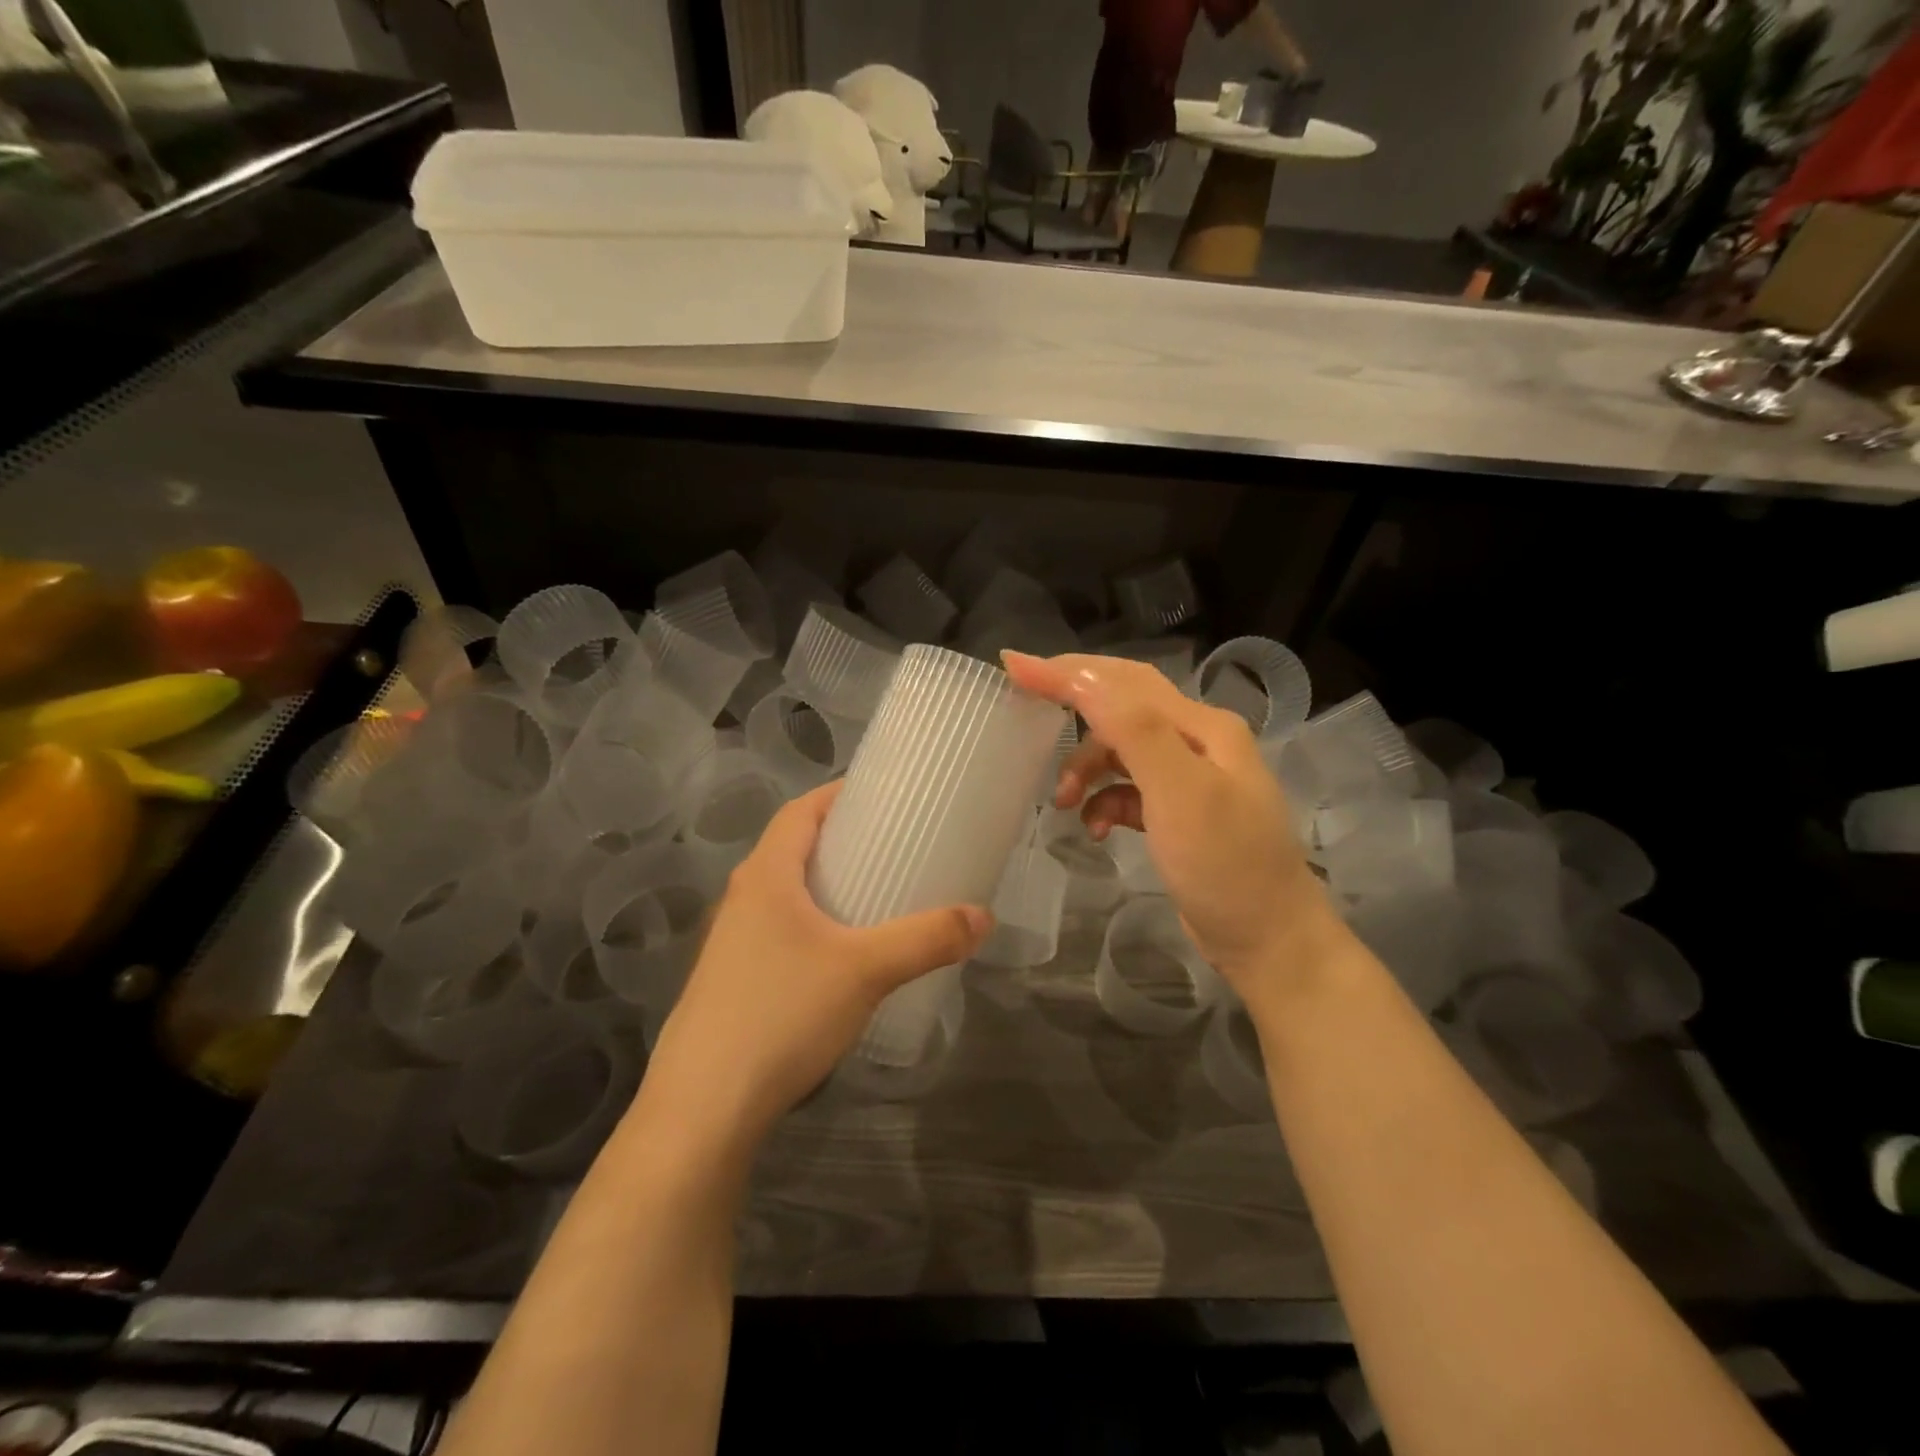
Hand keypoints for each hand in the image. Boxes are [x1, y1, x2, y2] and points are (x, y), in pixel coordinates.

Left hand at [642, 782, 990, 1145]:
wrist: (704, 1108)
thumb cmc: (782, 1014)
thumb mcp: (866, 971)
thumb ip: (926, 939)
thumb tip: (983, 916)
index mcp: (766, 876)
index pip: (800, 812)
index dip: (837, 795)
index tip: (880, 794)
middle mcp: (742, 899)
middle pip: (791, 849)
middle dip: (839, 841)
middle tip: (891, 846)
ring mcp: (729, 944)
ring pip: (783, 895)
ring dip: (823, 886)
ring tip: (874, 897)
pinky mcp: (729, 983)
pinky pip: (777, 933)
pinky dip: (811, 926)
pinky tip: (840, 960)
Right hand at [1003, 651, 1342, 1002]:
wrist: (1269, 942)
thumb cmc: (1226, 865)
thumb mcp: (1181, 793)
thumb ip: (1134, 730)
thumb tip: (1082, 676)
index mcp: (1201, 727)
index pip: (1123, 682)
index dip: (1067, 672)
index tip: (1013, 666)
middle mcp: (1197, 742)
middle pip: (1122, 707)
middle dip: (1072, 708)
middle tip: (1023, 707)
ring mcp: (1190, 779)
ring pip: (1121, 752)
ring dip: (1086, 768)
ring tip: (1061, 802)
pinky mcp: (1179, 814)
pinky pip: (1130, 791)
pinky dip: (1106, 801)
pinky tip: (1098, 828)